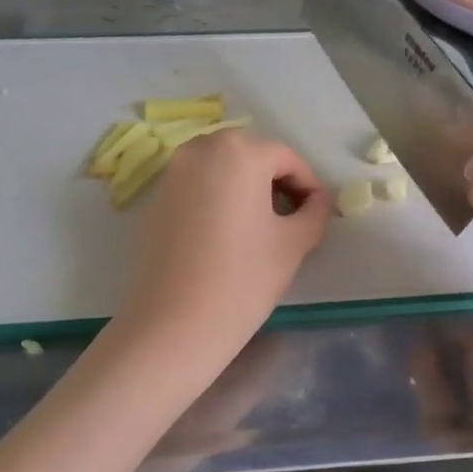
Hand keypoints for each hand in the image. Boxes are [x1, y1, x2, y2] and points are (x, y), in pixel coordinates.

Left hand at [113, 129, 330, 359]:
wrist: (175, 322)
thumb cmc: (243, 278)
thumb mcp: (294, 243)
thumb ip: (314, 212)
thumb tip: (317, 201)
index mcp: (239, 152)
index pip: (287, 158)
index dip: (309, 184)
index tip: (318, 213)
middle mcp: (200, 149)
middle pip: (251, 156)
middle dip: (275, 181)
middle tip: (291, 217)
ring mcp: (172, 173)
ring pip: (220, 168)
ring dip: (244, 187)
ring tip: (259, 225)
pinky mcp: (154, 198)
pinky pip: (196, 186)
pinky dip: (216, 198)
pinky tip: (225, 233)